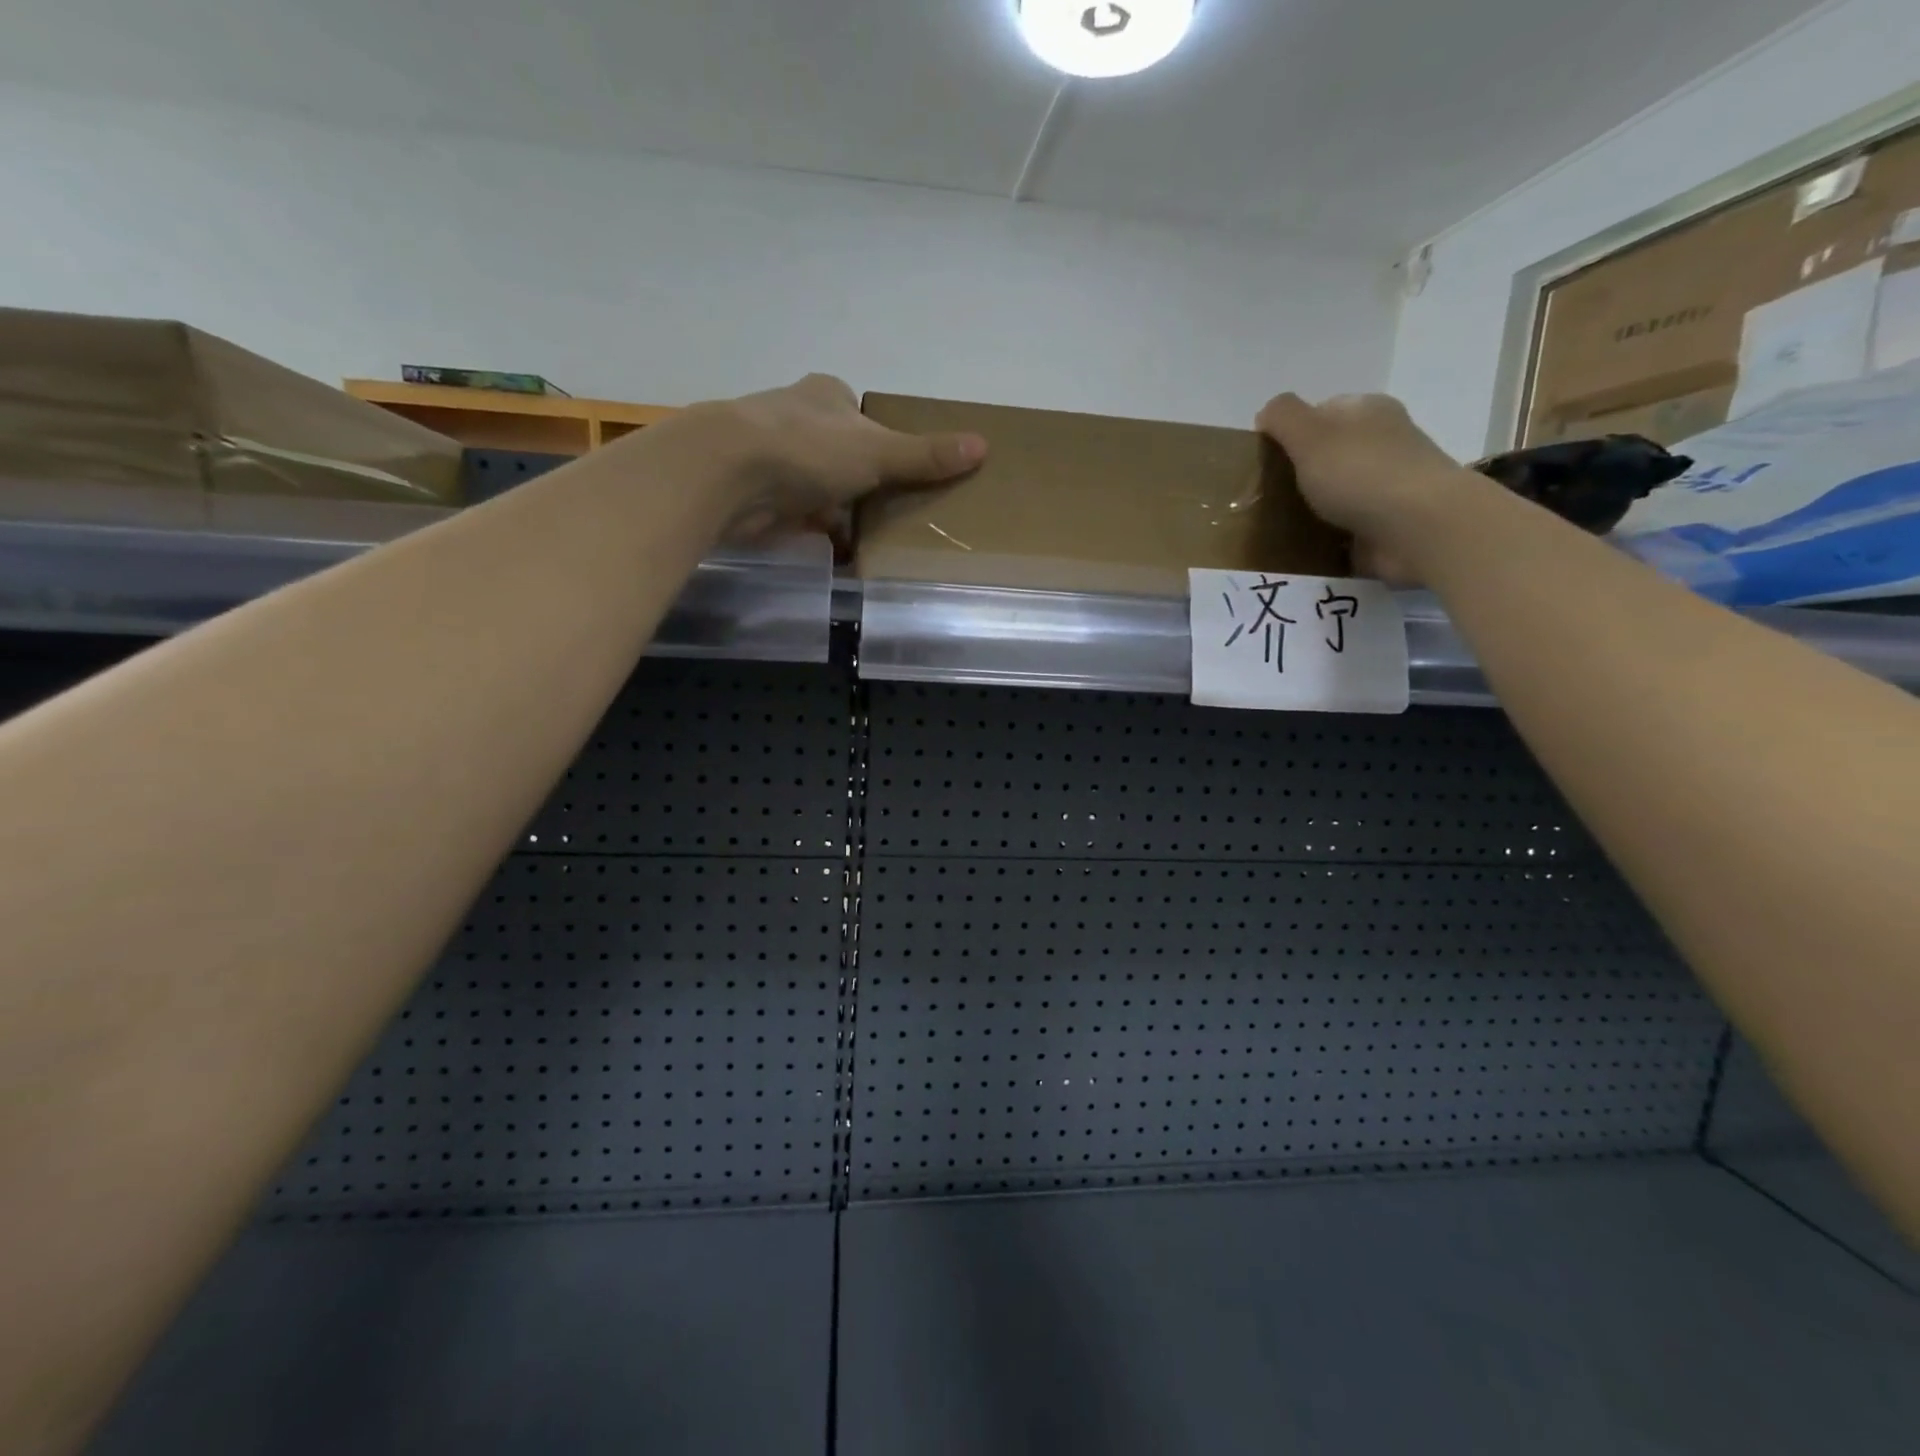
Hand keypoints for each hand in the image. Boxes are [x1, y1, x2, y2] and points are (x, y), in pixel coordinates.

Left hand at [687, 374, 985, 530]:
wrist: (728, 473)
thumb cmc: (808, 448)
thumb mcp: (878, 452)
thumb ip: (925, 455)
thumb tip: (983, 445)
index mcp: (826, 394)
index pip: (861, 414)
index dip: (882, 442)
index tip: (899, 474)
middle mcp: (796, 416)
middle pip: (841, 452)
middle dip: (861, 482)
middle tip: (893, 512)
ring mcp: (771, 454)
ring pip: (817, 484)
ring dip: (837, 509)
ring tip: (870, 538)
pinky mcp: (755, 491)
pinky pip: (796, 512)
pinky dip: (814, 530)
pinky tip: (835, 551)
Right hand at [1257, 392, 1476, 582]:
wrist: (1419, 528)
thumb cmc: (1361, 473)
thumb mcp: (1310, 433)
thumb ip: (1283, 416)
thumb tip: (1267, 414)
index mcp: (1368, 410)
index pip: (1322, 412)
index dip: (1291, 433)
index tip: (1266, 462)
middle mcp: (1384, 442)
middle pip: (1330, 453)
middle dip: (1300, 474)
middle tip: (1267, 498)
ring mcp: (1390, 484)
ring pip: (1339, 491)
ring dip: (1313, 508)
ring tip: (1280, 528)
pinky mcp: (1390, 524)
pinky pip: (1349, 527)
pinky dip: (1329, 536)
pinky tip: (1308, 548)